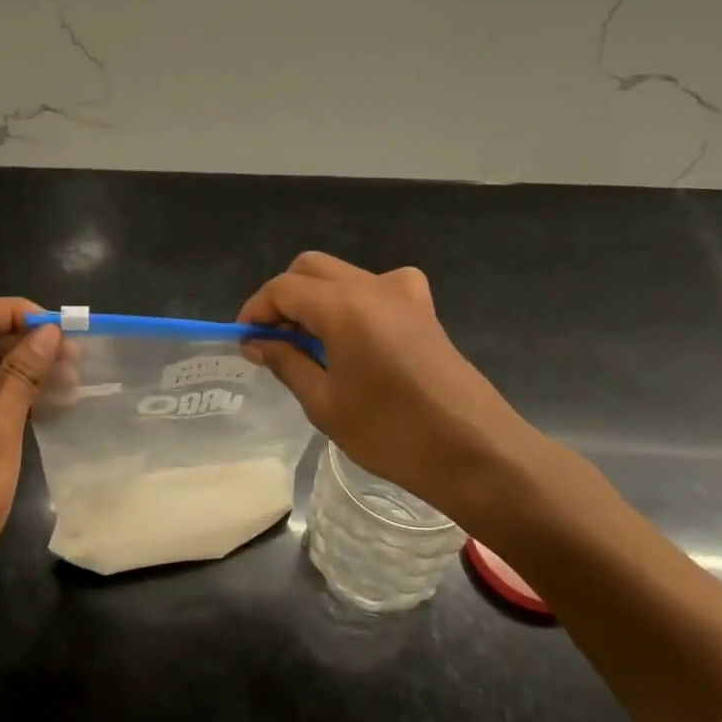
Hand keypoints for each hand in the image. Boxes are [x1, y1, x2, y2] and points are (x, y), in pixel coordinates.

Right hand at [237, 253, 546, 528]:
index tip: (245, 342)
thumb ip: (287, 362)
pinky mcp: (424, 310)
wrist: (476, 451)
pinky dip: (354, 299)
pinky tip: (357, 333)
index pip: (282, 288)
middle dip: (283, 297)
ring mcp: (403, 293)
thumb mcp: (325, 403)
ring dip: (316, 297)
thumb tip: (257, 343)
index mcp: (342, 305)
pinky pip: (378, 286)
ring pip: (342, 274)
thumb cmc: (392, 433)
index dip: (255, 311)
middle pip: (310, 269)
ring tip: (309, 342)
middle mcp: (371, 286)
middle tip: (273, 340)